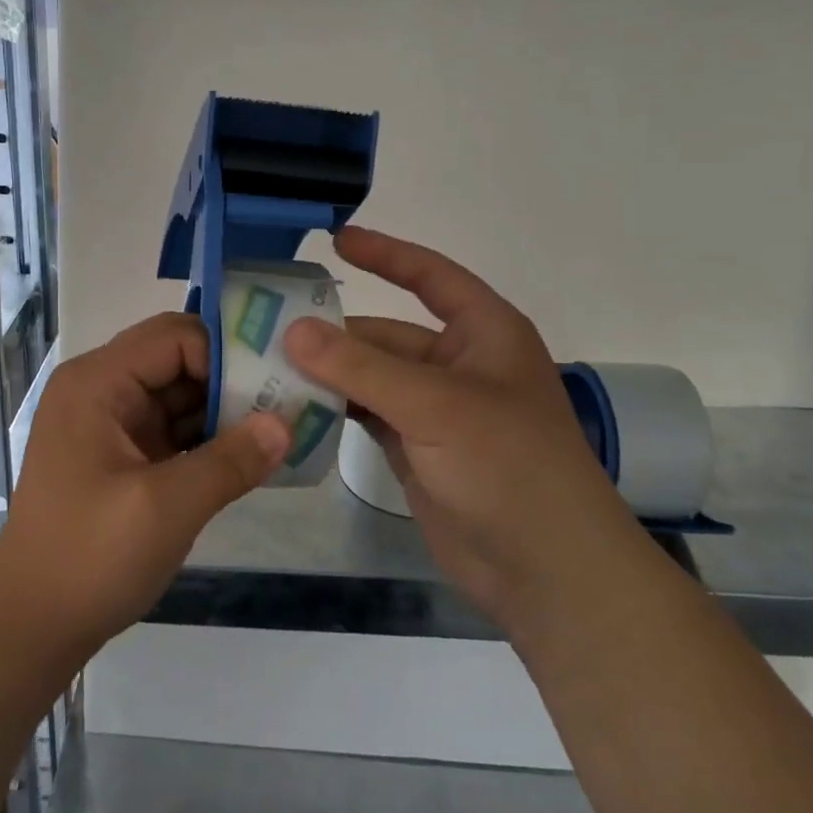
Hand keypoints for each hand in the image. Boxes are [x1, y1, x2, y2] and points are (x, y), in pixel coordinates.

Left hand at [0, 313, 290, 650]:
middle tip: (287, 401)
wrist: (31, 626)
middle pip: (178, 360)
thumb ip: (230, 460)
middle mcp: (102, 390)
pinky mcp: (124, 456)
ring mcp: (112, 424)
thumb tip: (286, 424)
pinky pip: (174, 429)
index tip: (271, 386)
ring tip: (281, 426)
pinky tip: (251, 455)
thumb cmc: (90, 557)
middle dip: (230, 379)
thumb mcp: (166, 507)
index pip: (174, 337)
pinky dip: (209, 439)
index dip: (224, 355)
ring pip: (180, 395)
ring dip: (225, 410)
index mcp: (98, 382)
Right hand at [284, 226, 628, 623]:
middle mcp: (458, 364)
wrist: (548, 573)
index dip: (386, 254)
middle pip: (386, 334)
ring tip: (264, 368)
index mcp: (483, 333)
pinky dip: (334, 410)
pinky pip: (366, 414)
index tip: (336, 239)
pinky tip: (291, 407)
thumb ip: (361, 367)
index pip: (430, 276)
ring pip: (370, 377)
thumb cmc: (509, 467)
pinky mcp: (416, 448)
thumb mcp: (436, 406)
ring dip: (327, 374)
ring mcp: (435, 410)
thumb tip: (294, 329)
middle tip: (265, 329)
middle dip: (333, 333)